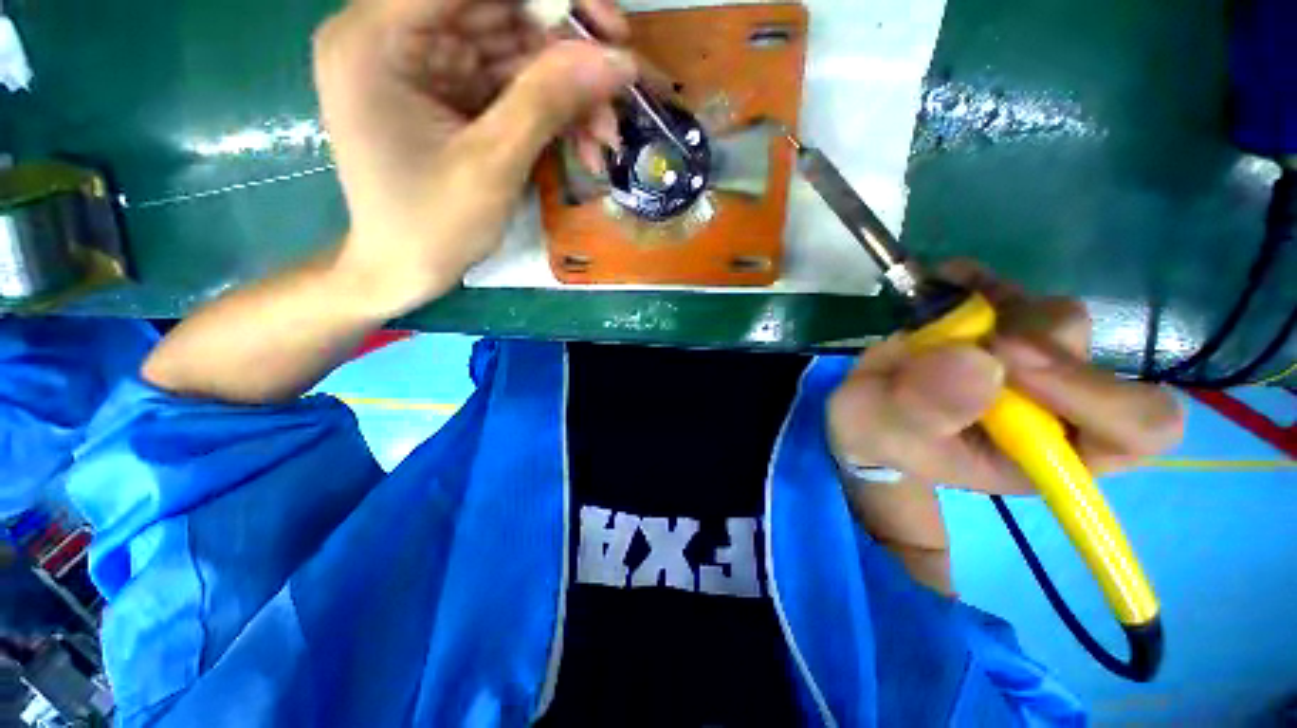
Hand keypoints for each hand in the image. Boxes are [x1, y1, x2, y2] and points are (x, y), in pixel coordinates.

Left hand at [313, 0, 634, 316]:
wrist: (403, 271)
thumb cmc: (432, 227)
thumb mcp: (492, 164)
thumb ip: (548, 101)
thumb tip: (617, 61)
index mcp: (378, 37)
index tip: (607, 28)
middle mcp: (396, 35)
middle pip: (498, 12)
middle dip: (567, 54)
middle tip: (619, 89)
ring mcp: (426, 66)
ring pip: (514, 53)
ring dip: (568, 94)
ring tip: (606, 138)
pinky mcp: (450, 96)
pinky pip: (511, 88)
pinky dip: (552, 115)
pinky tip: (584, 146)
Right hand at [828, 262, 1184, 495]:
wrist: (868, 407)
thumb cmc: (880, 431)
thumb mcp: (885, 429)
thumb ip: (923, 408)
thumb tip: (979, 361)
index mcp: (1044, 454)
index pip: (1134, 430)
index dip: (1095, 394)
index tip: (1011, 362)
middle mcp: (1056, 408)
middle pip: (1100, 363)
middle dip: (1034, 345)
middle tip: (976, 339)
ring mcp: (1033, 363)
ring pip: (1058, 319)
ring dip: (1000, 312)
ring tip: (942, 324)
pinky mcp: (1004, 326)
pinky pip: (1012, 289)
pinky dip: (979, 279)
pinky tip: (945, 280)